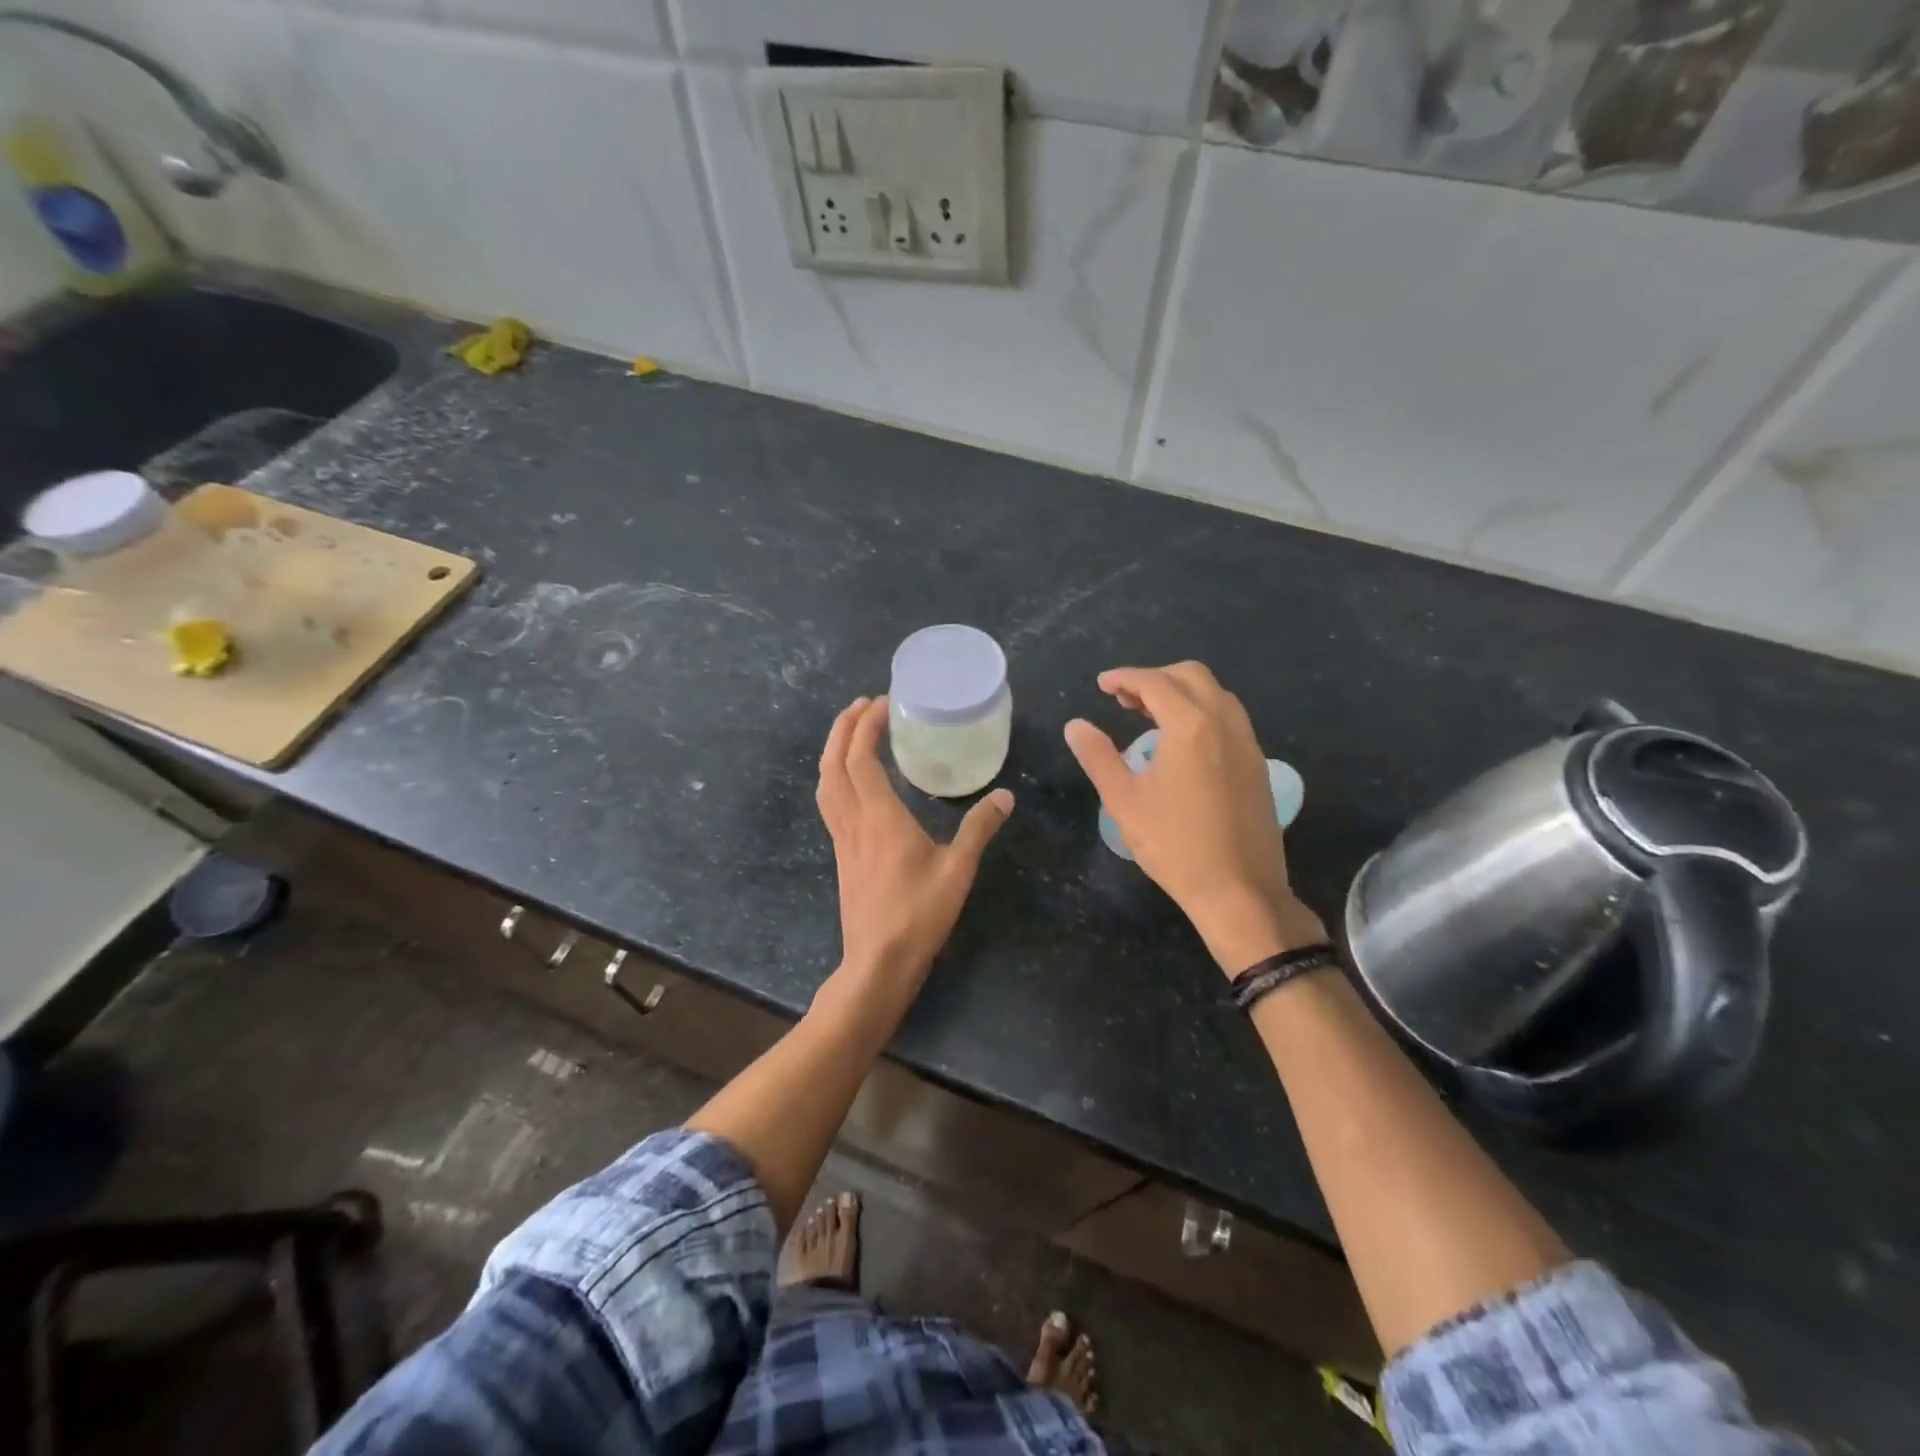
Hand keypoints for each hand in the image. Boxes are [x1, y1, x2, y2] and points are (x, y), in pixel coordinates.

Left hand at [817, 696, 1013, 990]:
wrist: (878, 962)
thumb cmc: (918, 914)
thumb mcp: (958, 869)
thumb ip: (979, 828)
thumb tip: (1005, 795)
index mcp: (879, 817)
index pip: (861, 757)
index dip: (867, 725)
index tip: (884, 702)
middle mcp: (853, 821)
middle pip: (834, 763)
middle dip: (843, 728)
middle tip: (862, 704)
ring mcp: (842, 839)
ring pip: (825, 783)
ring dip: (833, 750)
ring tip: (851, 732)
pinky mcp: (842, 855)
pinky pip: (830, 803)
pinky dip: (835, 777)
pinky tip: (851, 781)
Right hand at [1064, 663, 1325, 973]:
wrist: (1240, 890)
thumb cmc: (1174, 845)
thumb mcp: (1124, 800)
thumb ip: (1098, 756)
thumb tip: (1076, 725)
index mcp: (1190, 725)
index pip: (1154, 682)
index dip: (1124, 677)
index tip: (1101, 684)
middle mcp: (1224, 723)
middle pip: (1191, 676)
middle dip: (1155, 677)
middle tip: (1124, 698)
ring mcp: (1247, 743)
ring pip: (1215, 694)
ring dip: (1181, 692)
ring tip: (1150, 715)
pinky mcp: (1257, 765)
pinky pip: (1229, 718)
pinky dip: (1202, 712)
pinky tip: (1182, 743)